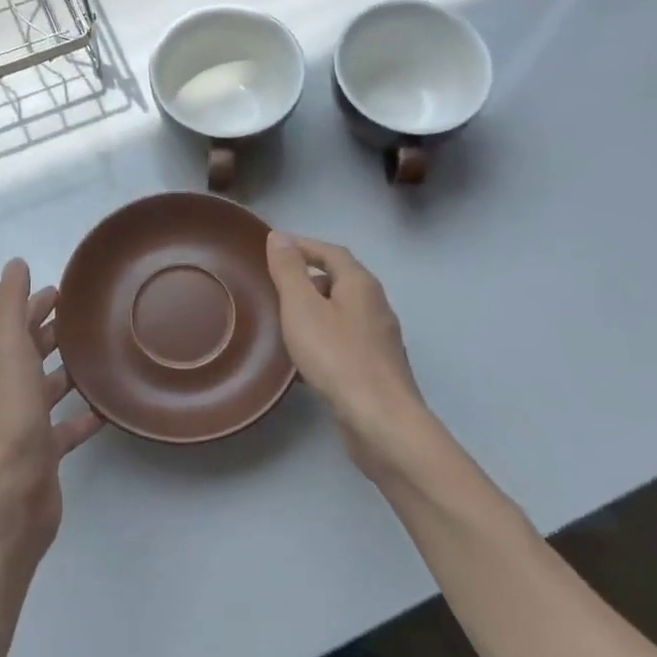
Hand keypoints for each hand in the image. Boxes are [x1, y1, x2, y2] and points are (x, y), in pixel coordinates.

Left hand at [0, 259, 105, 547]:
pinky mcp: (47, 453)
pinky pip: (69, 428)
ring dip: (70, 371)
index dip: (36, 305)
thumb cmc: (12, 416)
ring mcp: (29, 424)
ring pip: (50, 389)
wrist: (12, 494)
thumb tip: (15, 264)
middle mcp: (12, 391)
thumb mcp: (9, 350)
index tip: (64, 289)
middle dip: (55, 333)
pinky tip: (108, 409)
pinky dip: (85, 417)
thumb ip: (11, 307)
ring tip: (104, 355)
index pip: (19, 326)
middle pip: (33, 354)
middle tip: (90, 317)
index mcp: (1, 365)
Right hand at [265, 232, 438, 475]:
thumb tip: (279, 236)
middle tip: (276, 284)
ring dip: (317, 309)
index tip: (275, 248)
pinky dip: (324, 336)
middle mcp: (376, 305)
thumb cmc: (337, 357)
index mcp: (360, 284)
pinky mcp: (378, 366)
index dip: (304, 246)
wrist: (380, 420)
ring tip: (286, 319)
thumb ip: (290, 271)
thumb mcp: (302, 307)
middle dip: (309, 277)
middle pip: (341, 279)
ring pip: (344, 311)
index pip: (331, 251)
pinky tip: (306, 356)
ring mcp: (381, 338)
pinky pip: (346, 339)